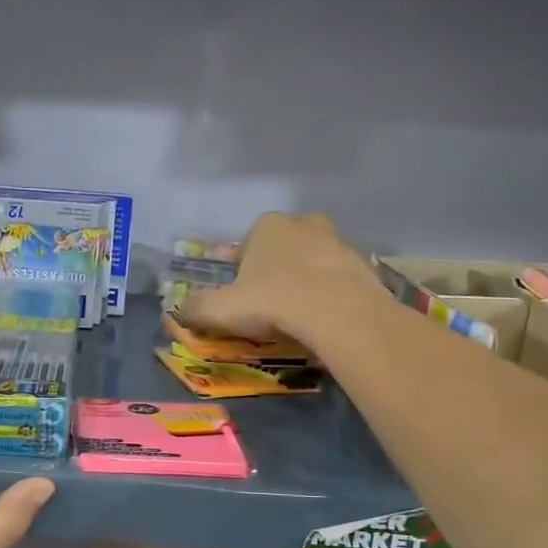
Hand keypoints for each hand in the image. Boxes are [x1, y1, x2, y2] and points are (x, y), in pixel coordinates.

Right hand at [179, 212, 385, 351]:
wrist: (335, 312)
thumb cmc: (271, 300)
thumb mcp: (220, 309)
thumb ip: (197, 308)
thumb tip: (181, 310)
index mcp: (268, 226)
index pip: (250, 242)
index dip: (244, 270)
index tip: (243, 296)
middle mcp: (306, 225)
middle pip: (287, 246)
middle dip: (280, 268)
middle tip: (273, 303)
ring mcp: (340, 244)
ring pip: (317, 262)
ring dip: (309, 282)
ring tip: (300, 317)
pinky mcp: (365, 268)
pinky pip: (342, 282)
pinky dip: (334, 297)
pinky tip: (325, 322)